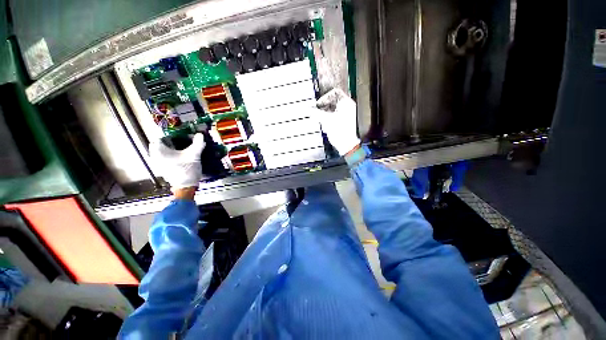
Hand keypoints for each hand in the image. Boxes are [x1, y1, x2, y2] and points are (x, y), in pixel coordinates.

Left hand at [150, 133, 205, 194]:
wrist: (186, 186)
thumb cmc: (187, 169)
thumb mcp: (194, 155)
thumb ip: (197, 144)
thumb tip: (200, 134)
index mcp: (158, 151)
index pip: (160, 138)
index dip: (171, 135)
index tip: (181, 136)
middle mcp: (154, 156)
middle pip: (160, 144)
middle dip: (171, 142)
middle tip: (183, 142)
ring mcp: (157, 163)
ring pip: (162, 151)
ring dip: (171, 148)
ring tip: (183, 149)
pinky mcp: (161, 168)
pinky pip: (163, 157)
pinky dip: (171, 155)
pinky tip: (180, 157)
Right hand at [315, 88, 359, 154]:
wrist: (348, 145)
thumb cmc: (341, 133)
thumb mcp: (326, 120)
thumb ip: (316, 113)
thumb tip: (308, 109)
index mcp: (346, 103)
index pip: (335, 93)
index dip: (324, 98)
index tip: (318, 105)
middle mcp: (349, 107)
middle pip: (334, 102)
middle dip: (324, 108)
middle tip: (318, 113)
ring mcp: (349, 115)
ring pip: (334, 110)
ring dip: (326, 115)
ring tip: (323, 122)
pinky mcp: (347, 122)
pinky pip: (337, 117)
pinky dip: (330, 120)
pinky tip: (327, 127)